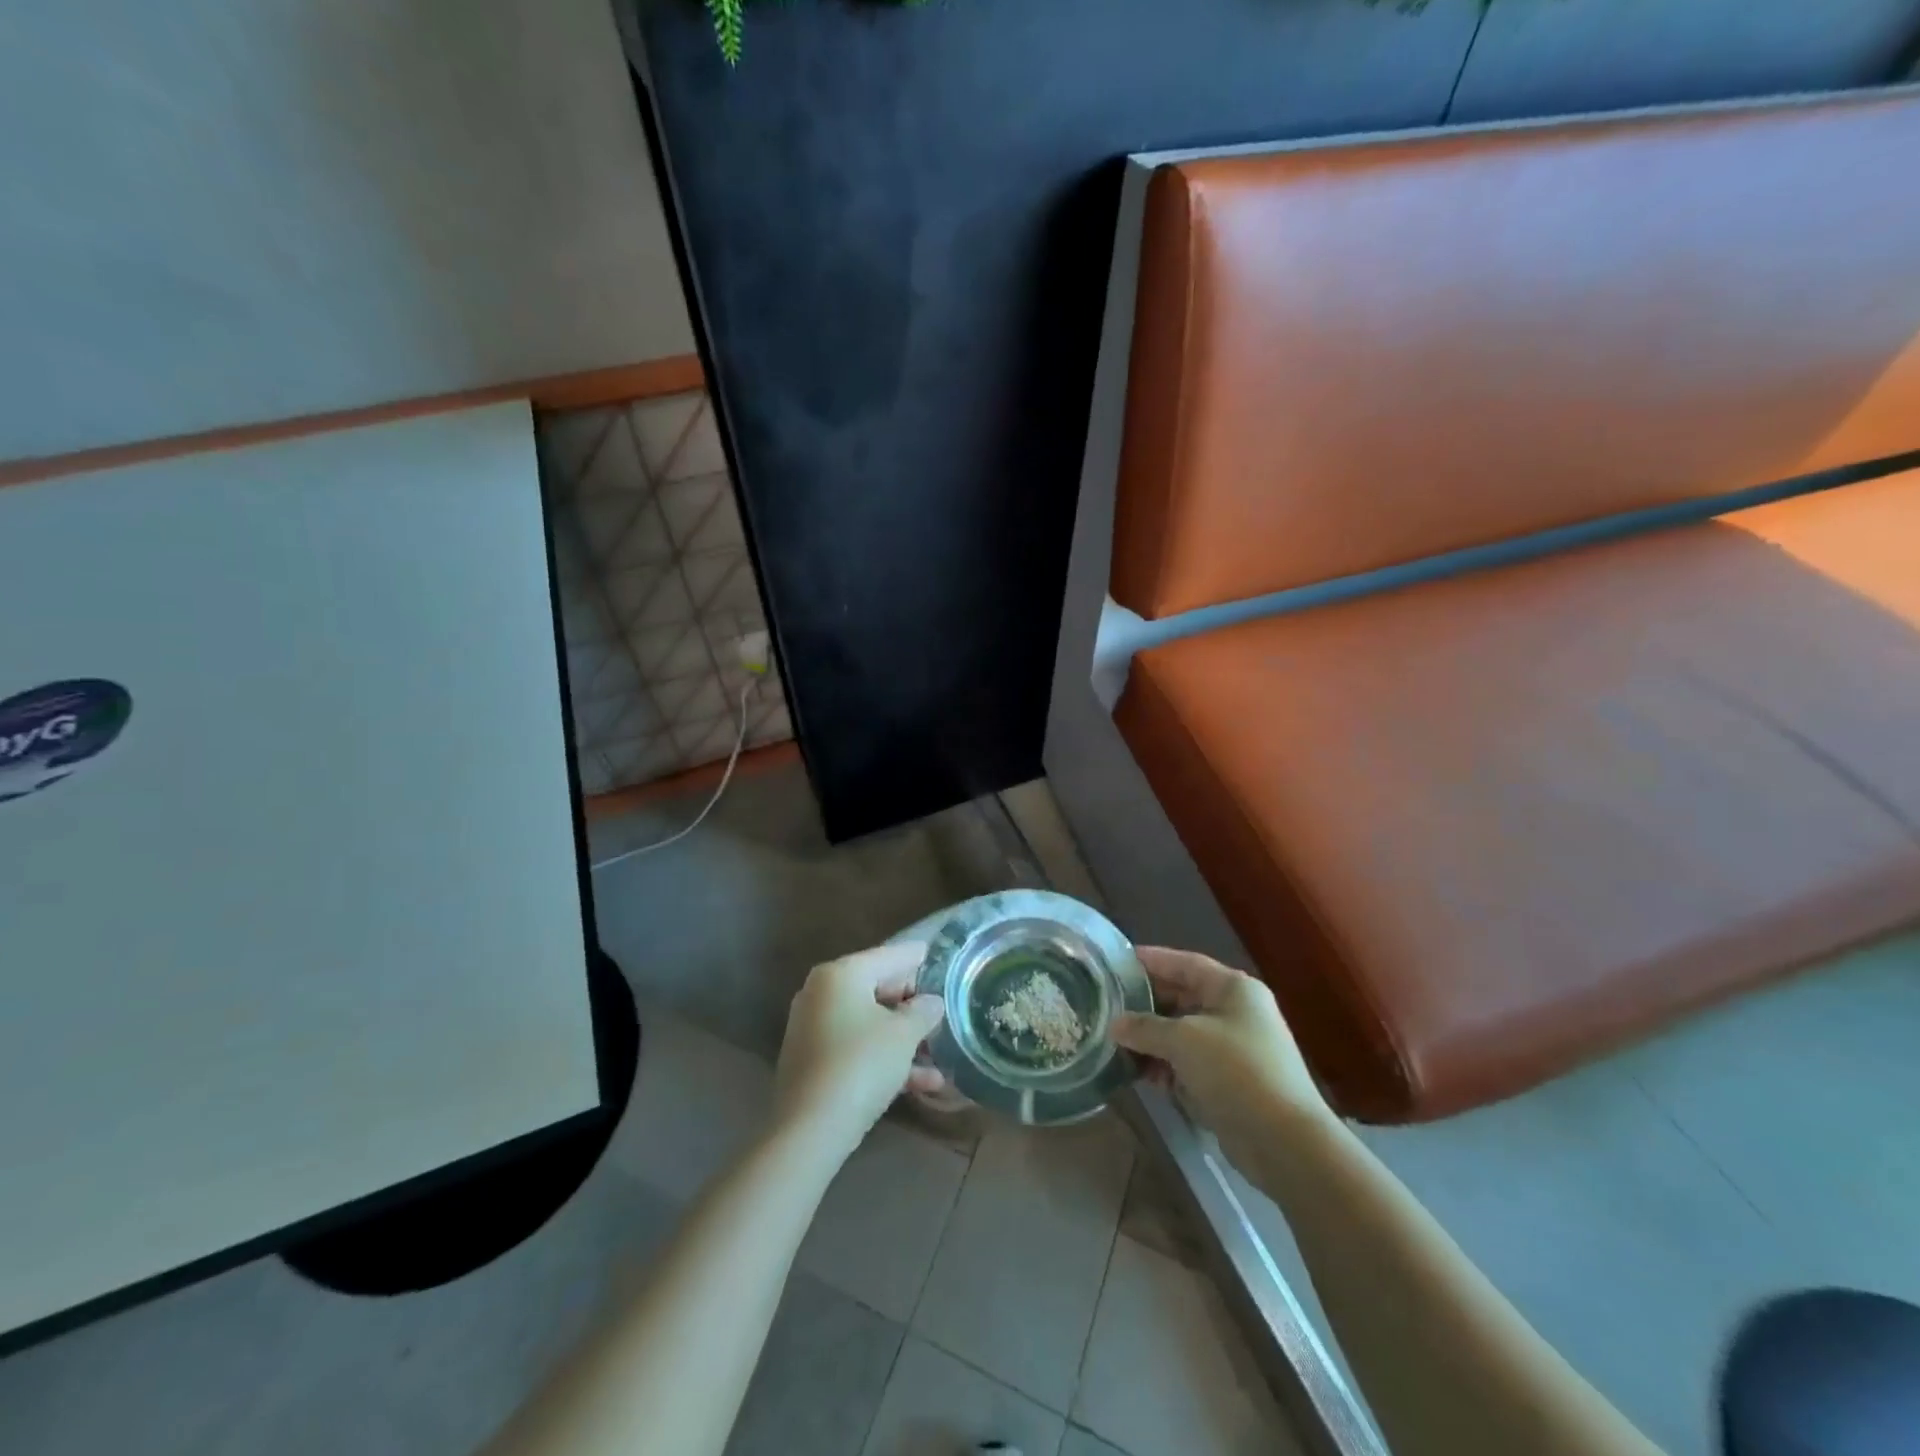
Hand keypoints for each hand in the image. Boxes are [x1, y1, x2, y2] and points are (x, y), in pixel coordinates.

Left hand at [773, 943, 946, 1154]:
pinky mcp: (812, 1061)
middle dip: (911, 1004)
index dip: (915, 956)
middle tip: (941, 1008)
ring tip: (940, 1054)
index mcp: (840, 974)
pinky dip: (884, 1058)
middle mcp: (821, 993)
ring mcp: (813, 1028)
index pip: (888, 956)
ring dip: (904, 1039)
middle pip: (876, 988)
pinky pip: (856, 1048)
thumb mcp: (903, 1034)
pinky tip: (923, 1083)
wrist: (810, 1129)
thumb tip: (931, 1002)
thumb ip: (922, 1012)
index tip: (934, 952)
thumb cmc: (861, 1064)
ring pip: (869, 1023)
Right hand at [1111, 947, 1331, 1164]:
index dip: (1151, 960)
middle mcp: (1234, 1012)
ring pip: (1182, 1033)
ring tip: (1115, 1042)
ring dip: (1151, 1039)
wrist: (1284, 1141)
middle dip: (1145, 1004)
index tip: (1116, 963)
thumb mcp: (1183, 1040)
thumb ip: (1145, 1028)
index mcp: (1232, 989)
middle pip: (1181, 998)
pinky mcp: (1229, 1082)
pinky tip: (1139, 1074)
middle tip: (1107, 1005)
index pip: (1184, 963)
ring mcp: (1233, 1049)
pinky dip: (1165, 1066)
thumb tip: (1114, 1024)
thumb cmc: (1236, 1071)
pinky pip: (1188, 1063)